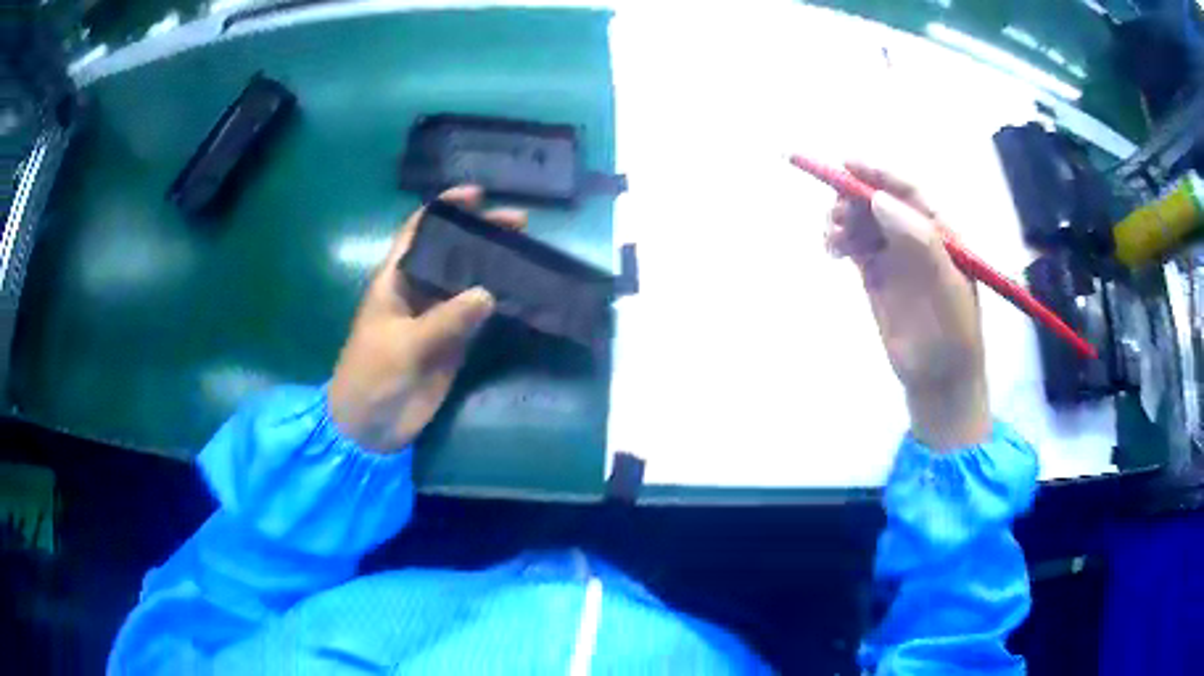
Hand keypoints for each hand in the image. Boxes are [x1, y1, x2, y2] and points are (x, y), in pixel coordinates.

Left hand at [329, 186, 525, 452]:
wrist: (369, 426)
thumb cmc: (371, 376)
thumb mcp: (403, 345)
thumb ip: (445, 321)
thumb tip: (489, 293)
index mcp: (396, 279)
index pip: (420, 231)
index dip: (445, 208)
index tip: (477, 195)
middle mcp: (418, 290)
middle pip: (451, 253)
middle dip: (481, 235)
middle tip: (520, 224)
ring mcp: (437, 317)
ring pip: (468, 283)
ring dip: (494, 267)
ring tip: (529, 254)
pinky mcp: (452, 343)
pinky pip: (478, 316)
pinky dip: (498, 303)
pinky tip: (522, 293)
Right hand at [826, 162, 989, 450]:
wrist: (939, 379)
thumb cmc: (953, 334)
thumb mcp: (945, 286)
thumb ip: (918, 241)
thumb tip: (879, 201)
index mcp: (939, 232)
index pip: (907, 192)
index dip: (878, 174)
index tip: (847, 165)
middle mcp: (915, 237)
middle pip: (878, 201)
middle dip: (853, 197)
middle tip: (836, 212)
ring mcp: (893, 255)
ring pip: (862, 221)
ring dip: (842, 219)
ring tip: (831, 238)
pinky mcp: (875, 275)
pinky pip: (853, 245)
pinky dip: (838, 241)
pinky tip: (831, 250)